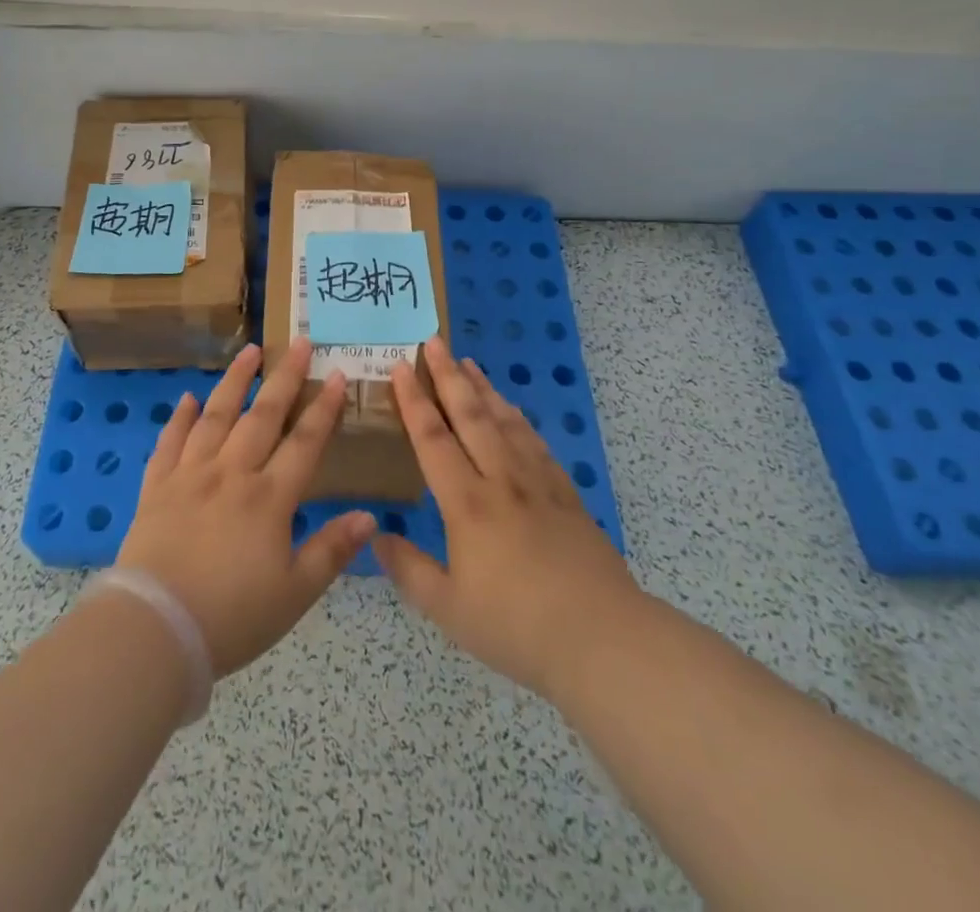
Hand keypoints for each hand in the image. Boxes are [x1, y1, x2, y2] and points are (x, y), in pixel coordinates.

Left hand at [116, 340, 375, 676]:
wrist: (156, 628)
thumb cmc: (233, 616)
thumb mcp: (295, 593)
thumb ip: (332, 550)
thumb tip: (370, 516)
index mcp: (269, 498)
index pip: (305, 442)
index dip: (324, 407)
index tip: (336, 373)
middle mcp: (232, 473)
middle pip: (263, 416)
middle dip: (284, 377)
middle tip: (298, 342)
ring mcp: (190, 475)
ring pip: (217, 416)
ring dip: (235, 381)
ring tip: (249, 351)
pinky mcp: (157, 487)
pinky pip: (170, 443)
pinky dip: (180, 418)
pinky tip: (188, 398)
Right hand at [374, 337, 646, 702]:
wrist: (603, 639)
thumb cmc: (517, 626)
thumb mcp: (448, 608)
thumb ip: (408, 569)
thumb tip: (376, 536)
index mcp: (467, 503)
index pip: (433, 438)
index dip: (414, 400)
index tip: (401, 366)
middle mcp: (501, 480)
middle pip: (471, 415)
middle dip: (449, 375)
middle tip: (433, 341)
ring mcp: (538, 483)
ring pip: (505, 421)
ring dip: (483, 388)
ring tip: (468, 362)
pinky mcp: (566, 494)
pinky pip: (536, 442)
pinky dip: (518, 417)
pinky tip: (513, 410)